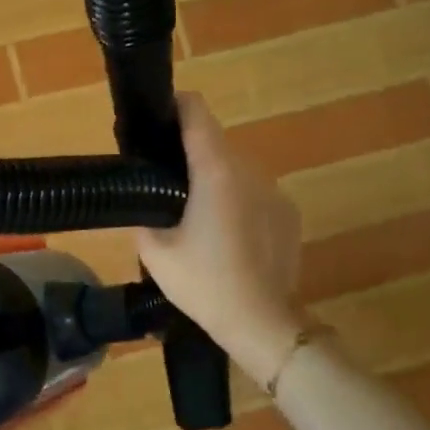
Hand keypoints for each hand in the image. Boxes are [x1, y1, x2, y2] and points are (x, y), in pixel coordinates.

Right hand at [137, 93, 303, 383]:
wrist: (261, 322)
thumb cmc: (203, 284)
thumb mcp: (154, 251)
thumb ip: (142, 213)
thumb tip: (141, 197)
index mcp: (215, 172)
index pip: (197, 113)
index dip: (175, 108)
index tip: (157, 119)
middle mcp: (249, 171)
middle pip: (215, 143)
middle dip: (190, 154)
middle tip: (165, 184)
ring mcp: (274, 191)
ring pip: (236, 169)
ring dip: (215, 180)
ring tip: (195, 216)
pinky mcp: (288, 213)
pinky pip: (255, 193)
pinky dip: (237, 202)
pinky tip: (227, 238)